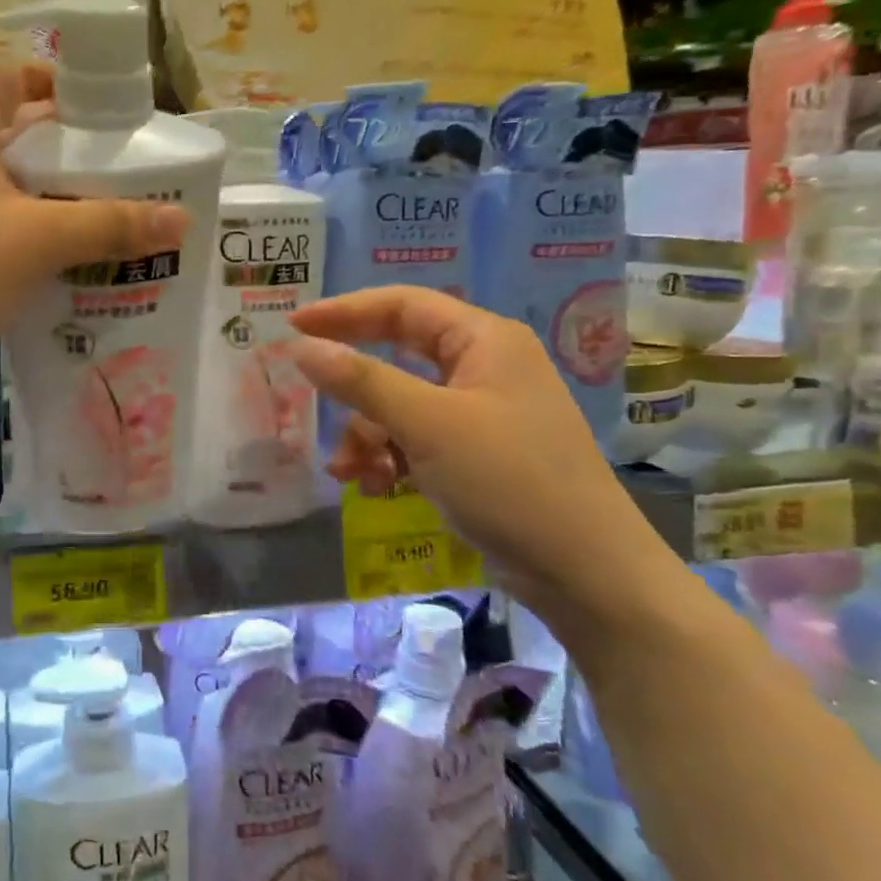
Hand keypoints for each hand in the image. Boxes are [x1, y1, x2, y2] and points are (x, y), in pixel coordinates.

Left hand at [0, 67, 187, 388]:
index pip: (14, 76)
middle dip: (48, 148)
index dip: (59, 90)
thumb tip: (182, 220)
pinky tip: (8, 256)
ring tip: (63, 220)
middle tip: (96, 180)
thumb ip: (111, 225)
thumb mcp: (39, 244)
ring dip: (17, 186)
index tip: (99, 121)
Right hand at [288, 286, 671, 627]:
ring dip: (369, 433)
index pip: (402, 305)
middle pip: (399, 354)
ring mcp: (483, 412)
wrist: (587, 575)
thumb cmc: (509, 481)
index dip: (344, 311)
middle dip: (354, 384)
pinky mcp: (480, 454)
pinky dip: (391, 457)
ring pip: (402, 403)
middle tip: (307, 387)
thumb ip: (361, 381)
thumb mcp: (427, 425)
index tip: (294, 326)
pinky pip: (418, 438)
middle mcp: (484, 366)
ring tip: (348, 471)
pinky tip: (375, 486)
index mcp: (484, 340)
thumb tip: (301, 347)